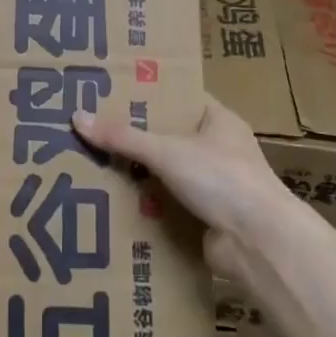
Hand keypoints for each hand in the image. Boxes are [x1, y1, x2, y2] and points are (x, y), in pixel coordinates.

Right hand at [73, 97, 297, 283]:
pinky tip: (111, 201)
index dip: (147, 95)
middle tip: (92, 129)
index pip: (179, 98)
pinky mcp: (205, 216)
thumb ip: (123, 137)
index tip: (110, 93)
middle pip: (168, 137)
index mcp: (219, 121)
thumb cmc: (221, 179)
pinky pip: (167, 203)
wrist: (258, 243)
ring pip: (165, 172)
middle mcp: (219, 149)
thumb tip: (78, 117)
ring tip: (92, 163)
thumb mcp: (167, 151)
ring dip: (137, 173)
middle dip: (134, 137)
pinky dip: (146, 204)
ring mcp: (214, 185)